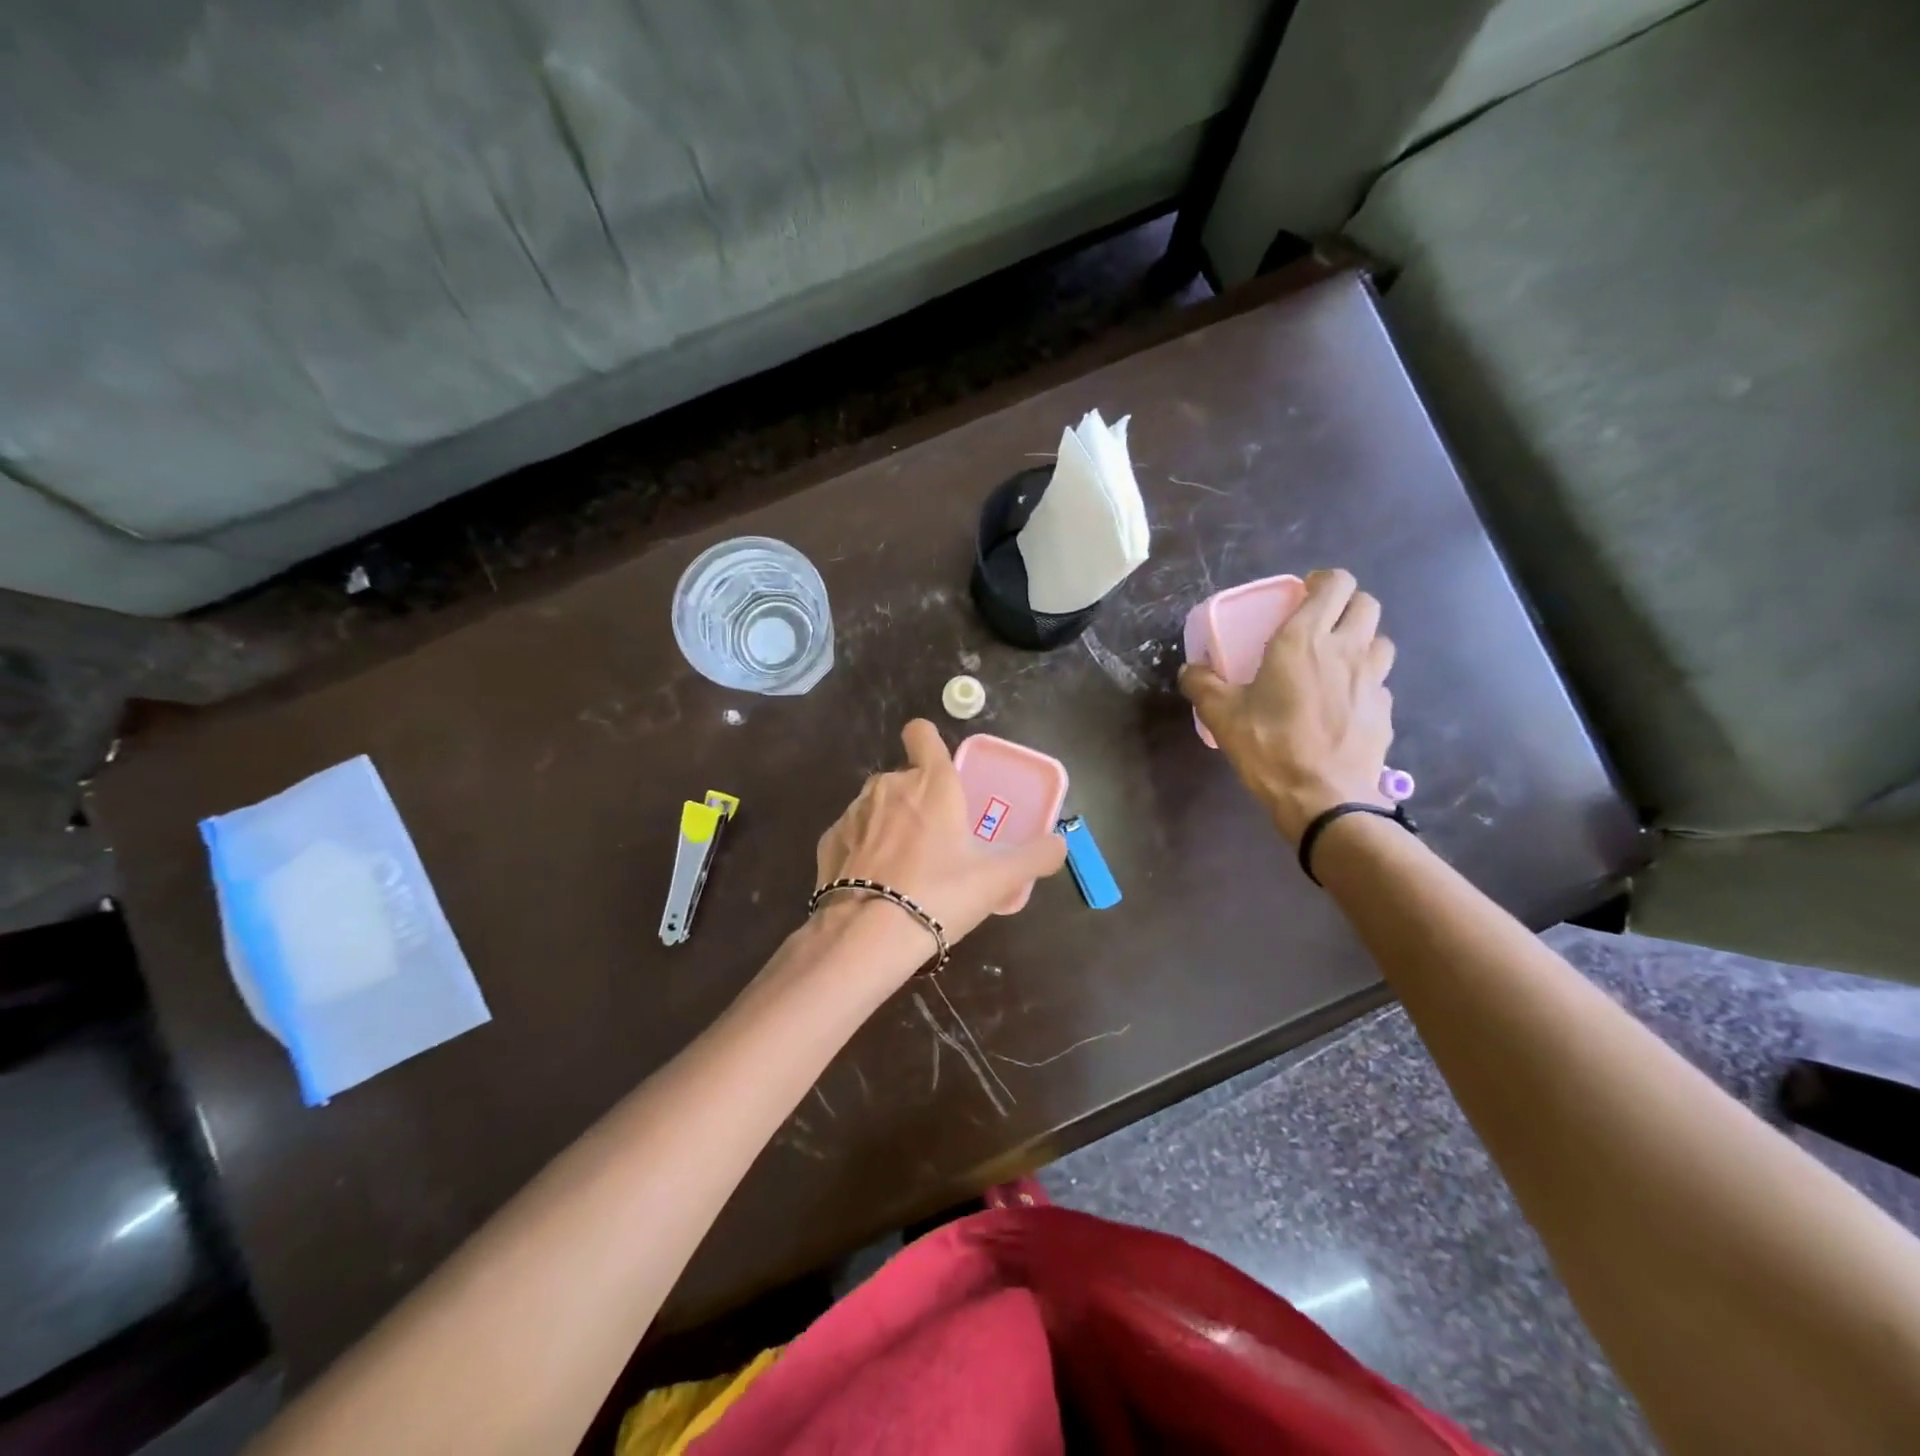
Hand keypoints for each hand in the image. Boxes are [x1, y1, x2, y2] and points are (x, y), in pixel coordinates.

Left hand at [815, 720, 1067, 946]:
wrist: (869, 936)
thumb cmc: (940, 895)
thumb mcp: (998, 879)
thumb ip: (1036, 856)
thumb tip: (1060, 844)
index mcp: (931, 782)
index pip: (922, 733)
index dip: (930, 743)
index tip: (941, 772)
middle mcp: (889, 785)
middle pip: (905, 777)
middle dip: (919, 800)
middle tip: (937, 843)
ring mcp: (854, 811)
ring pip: (878, 805)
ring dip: (891, 824)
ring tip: (905, 869)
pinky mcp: (828, 840)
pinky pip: (853, 833)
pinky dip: (864, 849)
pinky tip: (876, 882)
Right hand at [1179, 569, 1395, 843]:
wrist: (1324, 799)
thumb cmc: (1269, 747)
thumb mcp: (1221, 715)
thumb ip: (1202, 684)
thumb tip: (1190, 669)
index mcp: (1304, 640)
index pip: (1334, 583)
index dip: (1322, 581)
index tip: (1303, 594)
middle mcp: (1346, 650)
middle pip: (1366, 604)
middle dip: (1345, 605)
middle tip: (1320, 625)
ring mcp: (1373, 680)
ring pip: (1380, 640)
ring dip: (1361, 641)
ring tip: (1336, 662)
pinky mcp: (1385, 711)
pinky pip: (1380, 683)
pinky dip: (1364, 683)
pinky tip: (1343, 706)